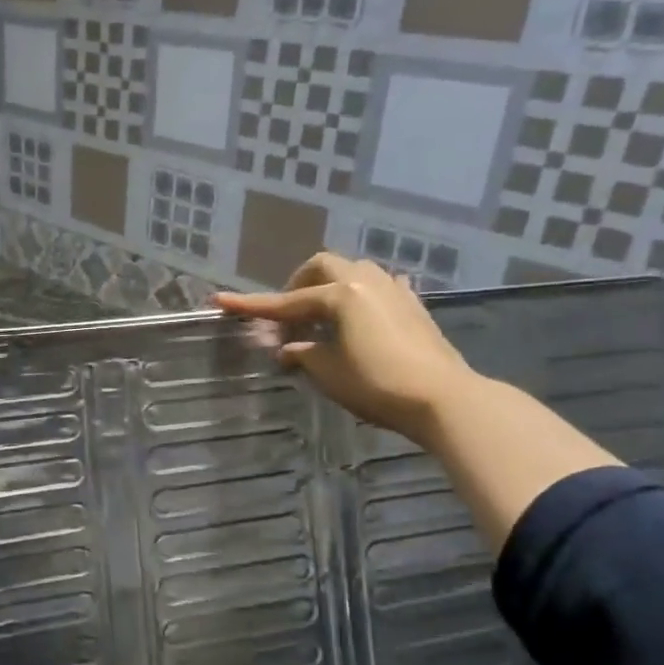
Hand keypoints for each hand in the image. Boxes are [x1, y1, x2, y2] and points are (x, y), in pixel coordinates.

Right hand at [215, 253, 475, 442]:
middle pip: (323, 266)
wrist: (443, 398)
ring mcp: (394, 290)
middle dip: (298, 284)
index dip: (252, 305)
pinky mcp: (414, 306)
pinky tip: (361, 313)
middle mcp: (366, 281)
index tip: (220, 301)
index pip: (286, 301)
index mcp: (340, 294)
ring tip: (322, 315)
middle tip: (288, 313)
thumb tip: (287, 349)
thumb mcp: (329, 372)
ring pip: (353, 271)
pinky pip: (379, 287)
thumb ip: (303, 354)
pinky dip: (360, 296)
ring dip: (330, 286)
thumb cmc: (378, 384)